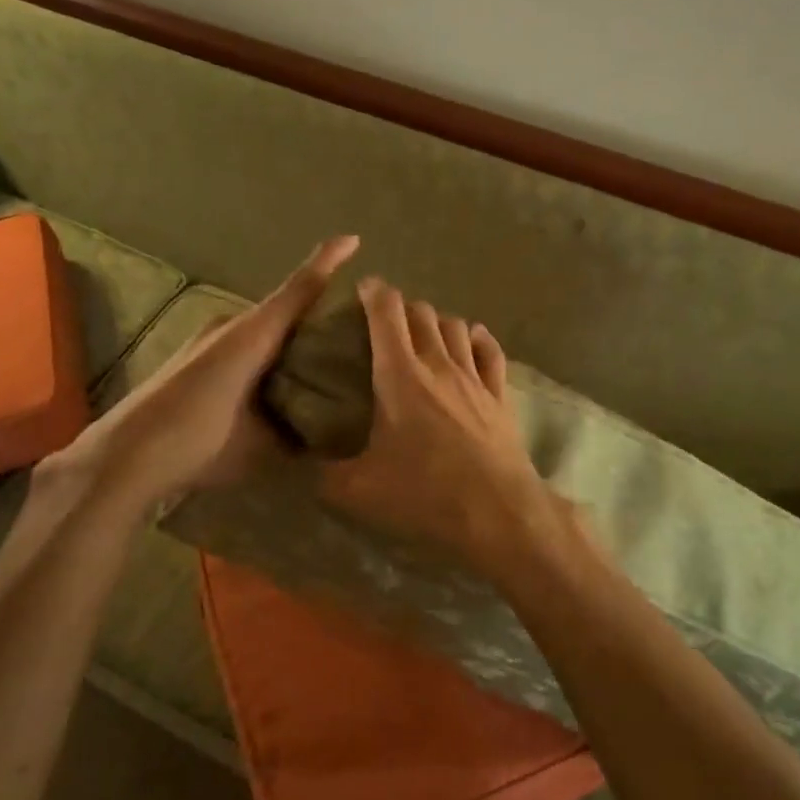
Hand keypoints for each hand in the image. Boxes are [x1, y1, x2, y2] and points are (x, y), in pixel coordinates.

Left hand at [41, 235, 359, 505]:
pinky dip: (265, 353)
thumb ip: (296, 438)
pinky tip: (274, 382)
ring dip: (288, 337)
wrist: (124, 457)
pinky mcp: (193, 356)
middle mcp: (231, 326)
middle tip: (352, 330)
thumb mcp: (259, 446)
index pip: (298, 291)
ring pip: (262, 328)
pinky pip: (243, 343)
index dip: (327, 263)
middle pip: (283, 308)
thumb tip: (324, 441)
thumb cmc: (198, 441)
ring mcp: (207, 339)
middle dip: (315, 311)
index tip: (353, 239)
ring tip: (319, 360)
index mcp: (253, 336)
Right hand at [321, 279, 561, 572]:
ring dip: (438, 322)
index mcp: (400, 375)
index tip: (363, 288)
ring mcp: (474, 378)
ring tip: (425, 332)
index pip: (387, 313)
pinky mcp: (500, 396)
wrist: (497, 512)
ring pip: (457, 328)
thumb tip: (298, 465)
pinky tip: (473, 340)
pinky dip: (478, 339)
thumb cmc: (424, 494)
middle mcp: (439, 364)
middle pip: (423, 314)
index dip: (373, 292)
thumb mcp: (358, 490)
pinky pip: (491, 353)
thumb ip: (323, 473)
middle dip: (403, 307)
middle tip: (387, 320)